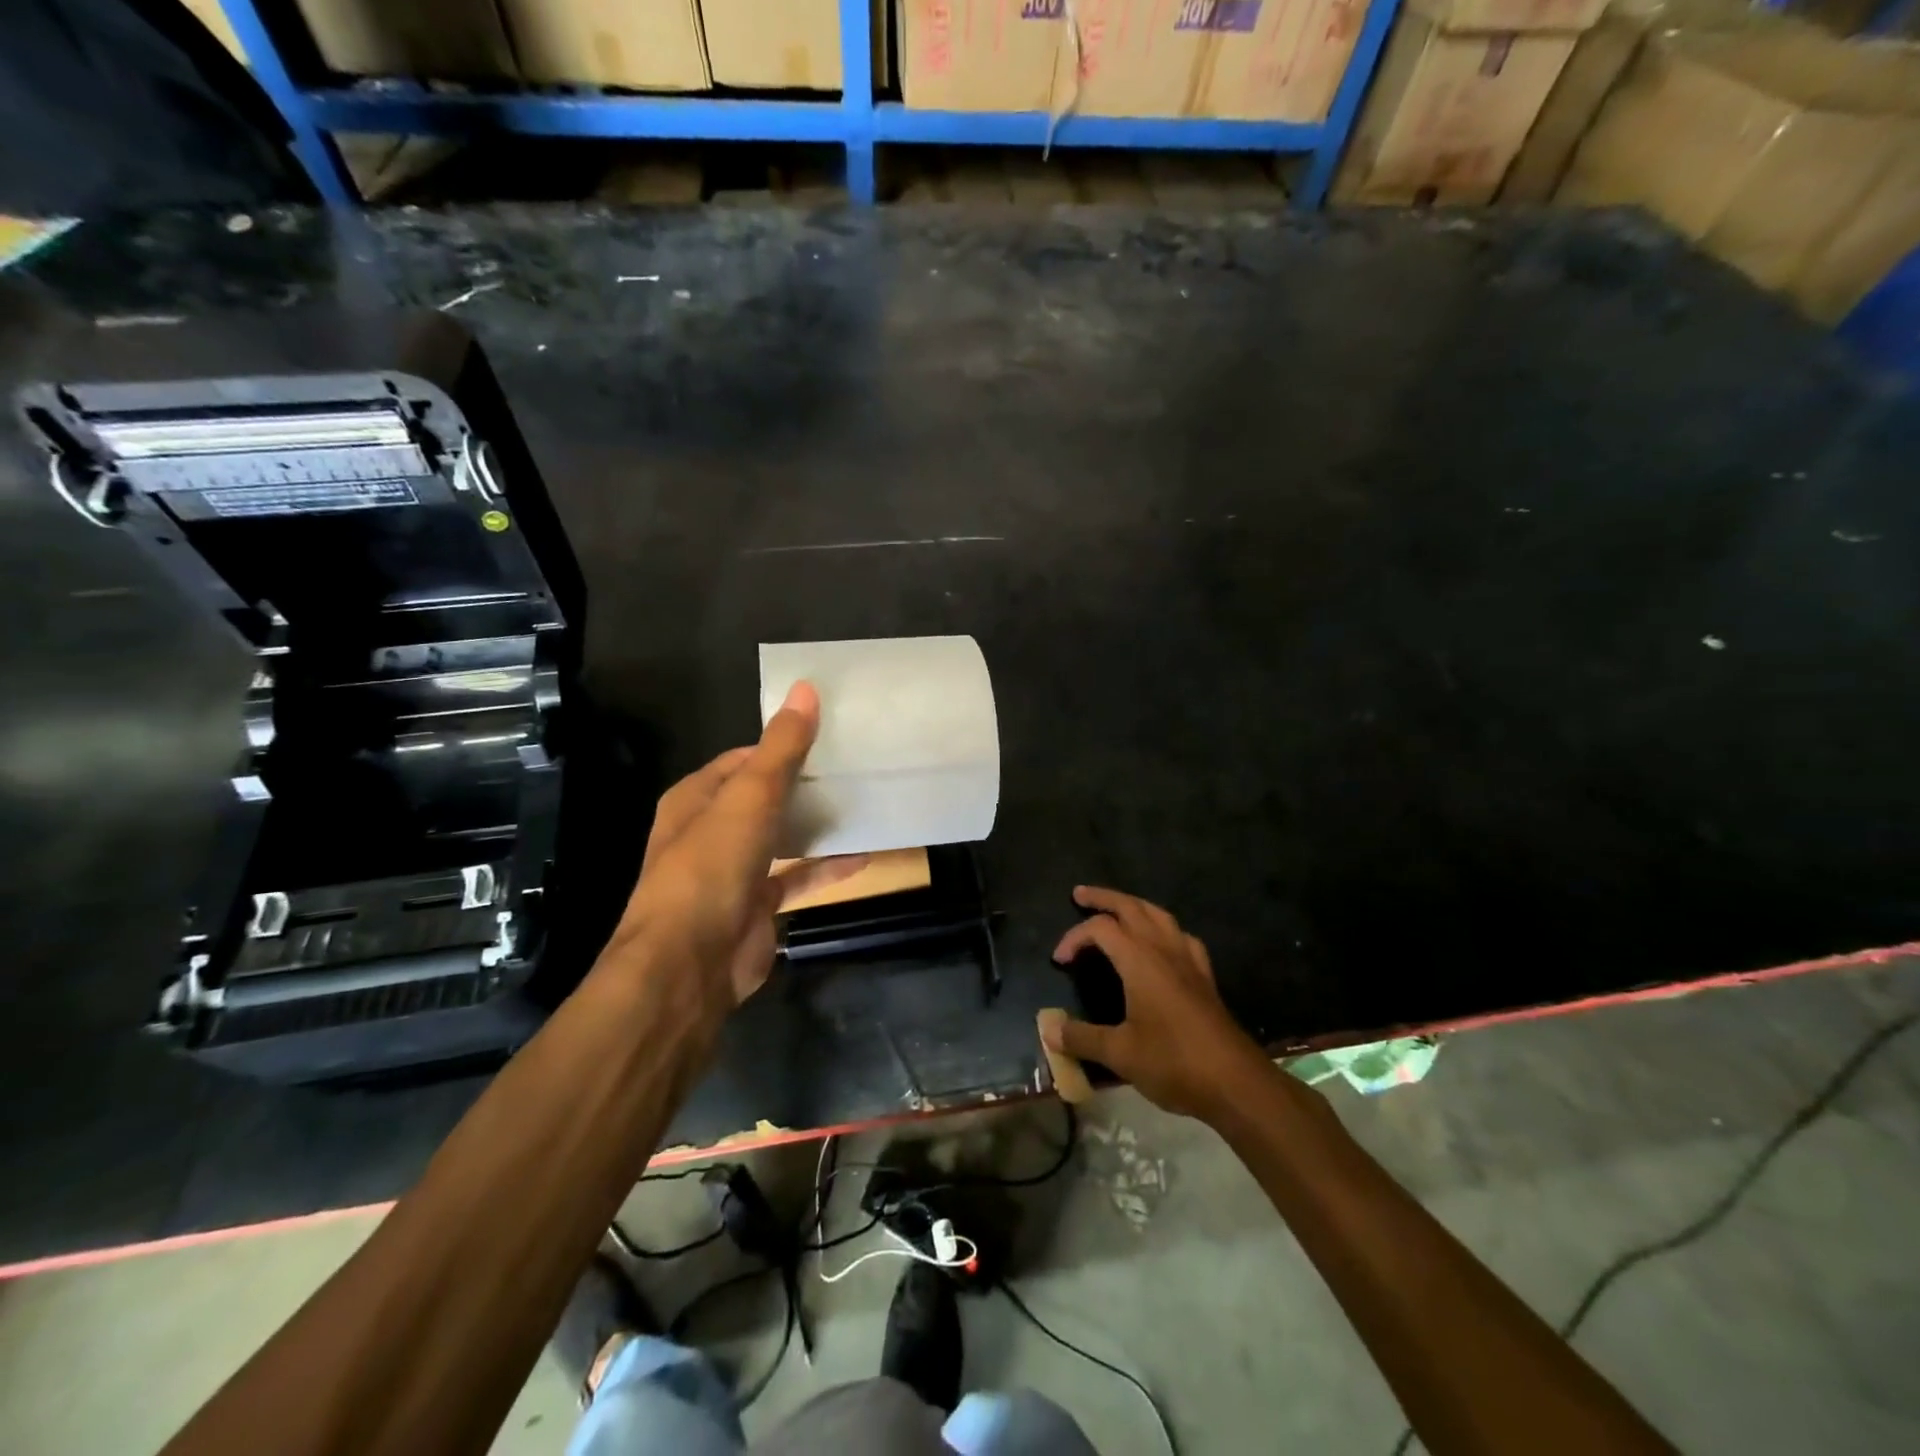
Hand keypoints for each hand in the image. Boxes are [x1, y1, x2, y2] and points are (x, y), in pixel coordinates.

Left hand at [608, 681, 863, 1019]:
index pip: (742, 759)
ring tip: (860, 804)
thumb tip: (805, 688)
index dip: (780, 745)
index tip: (828, 736)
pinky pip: (796, 878)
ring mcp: (733, 872)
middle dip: (803, 784)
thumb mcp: (749, 799)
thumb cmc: (711, 869)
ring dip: (814, 825)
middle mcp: (711, 831)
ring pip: (780, 837)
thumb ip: (781, 748)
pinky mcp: (756, 906)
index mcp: (697, 799)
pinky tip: (863, 858)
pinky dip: (825, 868)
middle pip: (763, 797)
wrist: (688, 966)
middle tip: (853, 769)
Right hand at [1044, 886, 1270, 1121]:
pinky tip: (1162, 942)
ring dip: (1134, 906)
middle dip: (1104, 898)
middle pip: (1131, 907)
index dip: (1074, 937)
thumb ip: (1081, 1038)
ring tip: (1118, 908)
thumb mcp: (1120, 1054)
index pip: (1100, 929)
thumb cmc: (1173, 1062)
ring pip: (1159, 915)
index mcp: (1140, 960)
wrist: (1235, 1083)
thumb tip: (1048, 1030)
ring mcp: (1188, 960)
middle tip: (1080, 894)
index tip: (1059, 961)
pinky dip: (1164, 929)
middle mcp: (1164, 949)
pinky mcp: (1204, 977)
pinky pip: (1181, 937)